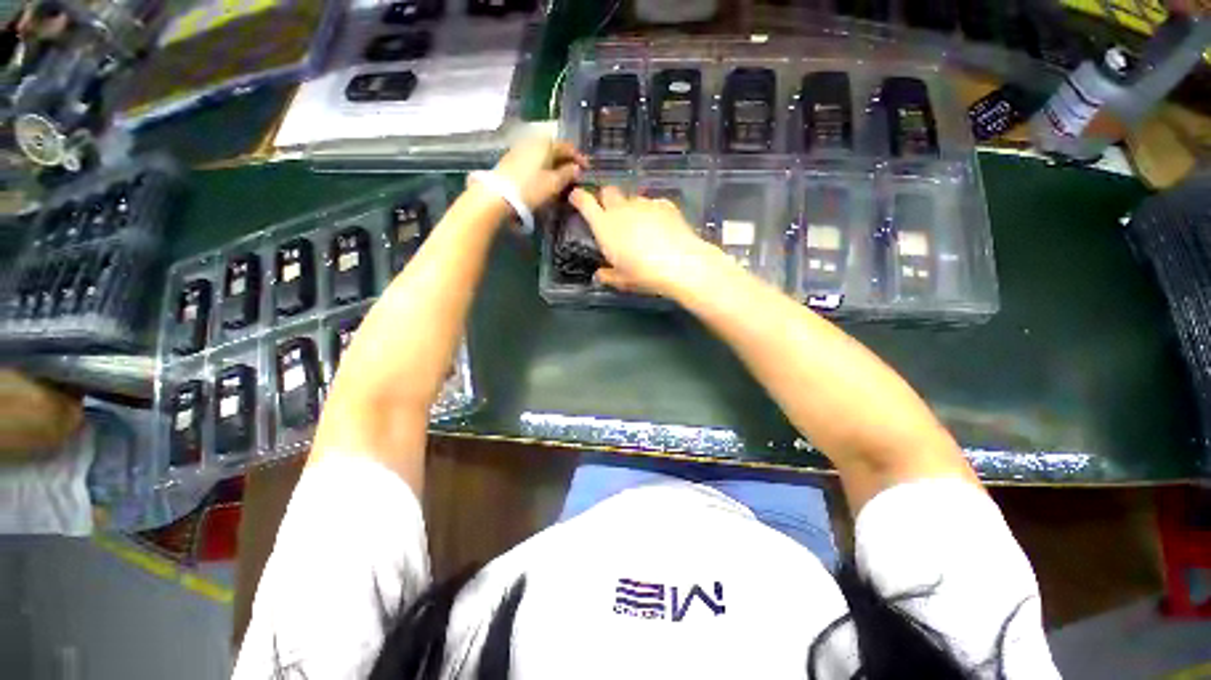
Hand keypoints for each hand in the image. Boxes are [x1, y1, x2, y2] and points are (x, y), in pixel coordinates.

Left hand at [492, 136, 586, 211]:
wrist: (498, 196)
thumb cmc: (530, 188)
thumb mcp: (553, 183)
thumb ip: (568, 174)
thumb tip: (577, 168)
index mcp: (545, 144)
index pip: (568, 147)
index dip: (579, 158)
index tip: (587, 168)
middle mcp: (532, 142)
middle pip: (554, 149)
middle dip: (566, 161)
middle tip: (574, 174)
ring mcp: (520, 149)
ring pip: (543, 155)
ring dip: (554, 165)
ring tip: (561, 178)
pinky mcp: (511, 160)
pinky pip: (534, 160)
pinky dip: (543, 167)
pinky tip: (545, 179)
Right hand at [570, 186, 724, 297]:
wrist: (680, 263)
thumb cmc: (643, 274)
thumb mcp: (621, 280)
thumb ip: (607, 276)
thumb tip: (599, 275)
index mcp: (604, 225)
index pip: (584, 202)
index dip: (578, 197)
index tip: (576, 198)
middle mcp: (621, 209)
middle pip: (608, 191)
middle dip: (606, 199)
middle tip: (612, 216)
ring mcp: (644, 204)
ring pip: (632, 198)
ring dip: (631, 208)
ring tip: (641, 227)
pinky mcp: (665, 204)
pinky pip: (653, 204)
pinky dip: (652, 213)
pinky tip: (660, 228)